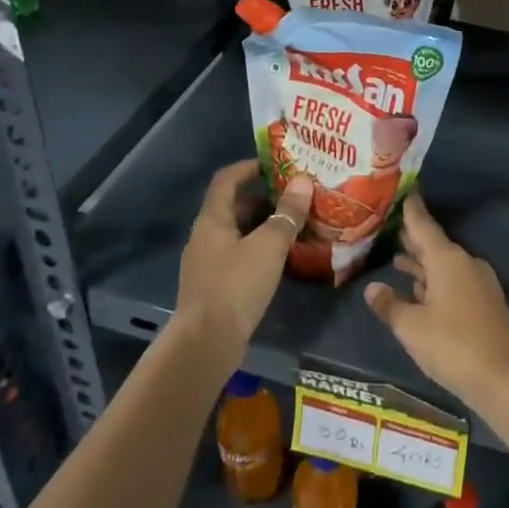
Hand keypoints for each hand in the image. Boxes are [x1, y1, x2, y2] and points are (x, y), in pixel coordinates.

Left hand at [173, 159, 311, 366]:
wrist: (206, 344)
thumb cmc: (235, 286)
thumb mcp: (268, 246)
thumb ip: (287, 214)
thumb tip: (303, 181)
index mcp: (213, 219)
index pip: (226, 179)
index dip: (249, 167)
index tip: (276, 163)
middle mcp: (205, 236)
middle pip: (233, 205)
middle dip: (263, 197)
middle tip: (295, 195)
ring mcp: (207, 262)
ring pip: (237, 232)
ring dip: (263, 225)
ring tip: (294, 224)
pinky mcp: (214, 286)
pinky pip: (238, 255)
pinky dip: (258, 249)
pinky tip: (280, 258)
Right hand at [364, 190, 508, 411]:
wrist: (506, 380)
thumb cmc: (453, 346)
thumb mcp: (412, 327)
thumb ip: (390, 305)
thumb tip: (373, 288)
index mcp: (447, 259)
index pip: (423, 225)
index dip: (411, 209)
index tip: (404, 191)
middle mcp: (465, 263)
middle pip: (434, 245)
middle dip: (413, 238)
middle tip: (390, 226)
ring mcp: (479, 283)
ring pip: (444, 265)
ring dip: (422, 263)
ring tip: (397, 258)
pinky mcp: (485, 304)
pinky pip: (454, 282)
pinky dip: (434, 281)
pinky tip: (420, 291)